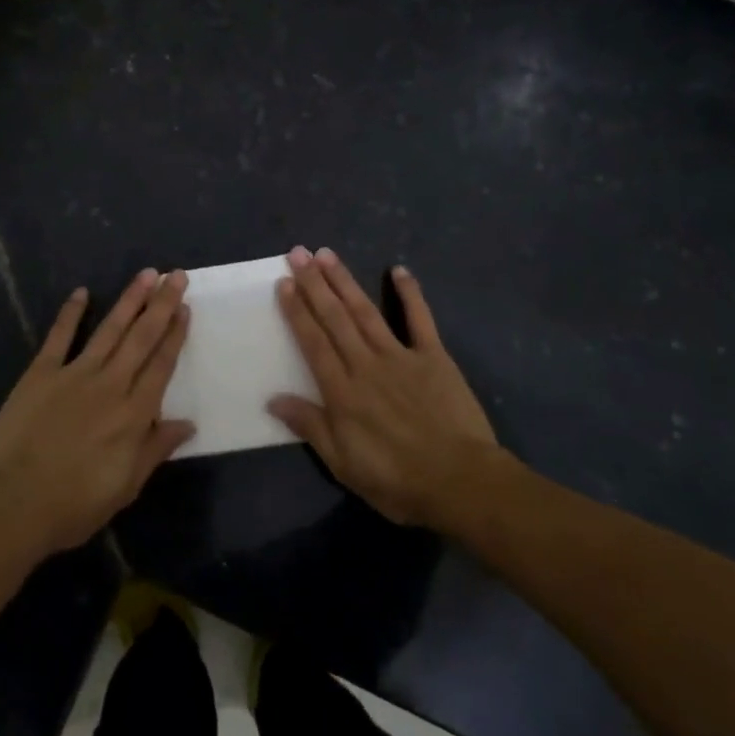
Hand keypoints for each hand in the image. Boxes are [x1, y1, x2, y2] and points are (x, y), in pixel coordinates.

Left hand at [0, 269, 194, 556]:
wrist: (13, 504)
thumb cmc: (73, 504)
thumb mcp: (125, 487)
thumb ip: (155, 449)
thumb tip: (188, 423)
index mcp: (133, 414)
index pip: (161, 365)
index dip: (175, 335)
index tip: (185, 308)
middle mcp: (110, 385)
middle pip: (142, 338)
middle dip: (161, 305)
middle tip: (176, 275)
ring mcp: (74, 374)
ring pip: (109, 330)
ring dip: (130, 300)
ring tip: (146, 274)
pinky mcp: (41, 373)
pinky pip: (59, 337)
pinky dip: (70, 313)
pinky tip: (81, 292)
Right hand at [270, 247, 501, 530]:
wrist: (461, 482)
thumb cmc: (398, 480)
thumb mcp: (344, 465)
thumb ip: (310, 427)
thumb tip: (273, 399)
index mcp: (342, 392)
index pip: (313, 342)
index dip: (297, 311)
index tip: (283, 283)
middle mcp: (366, 364)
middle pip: (335, 318)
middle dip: (314, 284)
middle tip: (298, 254)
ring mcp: (400, 356)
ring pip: (366, 312)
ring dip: (345, 281)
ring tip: (327, 254)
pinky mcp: (434, 357)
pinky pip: (420, 319)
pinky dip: (410, 293)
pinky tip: (399, 270)